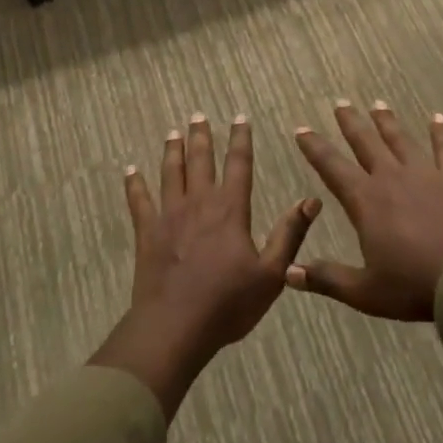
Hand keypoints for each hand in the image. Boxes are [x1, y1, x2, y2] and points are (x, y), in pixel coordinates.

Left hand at [91, 114, 320, 416]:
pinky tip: (130, 171)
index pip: (238, 165)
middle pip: (200, 161)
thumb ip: (290, 234)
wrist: (175, 327)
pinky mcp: (147, 233)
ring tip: (173, 133)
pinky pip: (139, 201)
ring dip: (172, 151)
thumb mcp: (271, 273)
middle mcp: (199, 204)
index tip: (240, 117)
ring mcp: (169, 216)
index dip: (240, 140)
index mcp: (231, 210)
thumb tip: (313, 200)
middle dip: (201, 136)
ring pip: (170, 174)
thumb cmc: (228, 303)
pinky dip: (134, 184)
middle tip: (198, 115)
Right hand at [288, 101, 442, 320]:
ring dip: (387, 121)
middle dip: (351, 122)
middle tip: (340, 103)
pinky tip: (438, 117)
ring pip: (400, 139)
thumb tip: (289, 274)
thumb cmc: (414, 285)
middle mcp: (391, 178)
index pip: (332, 168)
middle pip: (366, 143)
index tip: (302, 130)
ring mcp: (424, 175)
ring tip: (378, 104)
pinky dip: (440, 132)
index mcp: (366, 201)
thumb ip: (327, 279)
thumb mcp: (365, 291)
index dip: (315, 148)